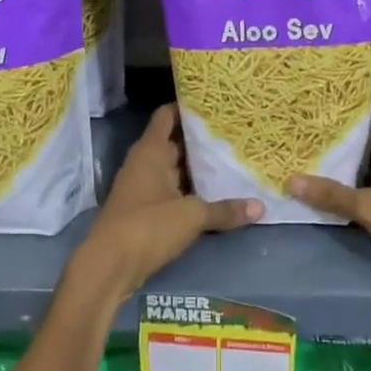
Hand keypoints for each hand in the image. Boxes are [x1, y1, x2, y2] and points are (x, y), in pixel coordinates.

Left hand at [69, 105, 260, 302]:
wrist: (109, 266)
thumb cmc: (148, 226)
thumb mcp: (192, 216)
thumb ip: (225, 210)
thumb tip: (261, 206)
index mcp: (151, 150)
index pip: (168, 115)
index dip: (188, 107)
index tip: (215, 104)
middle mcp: (145, 162)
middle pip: (175, 142)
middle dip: (201, 140)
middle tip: (236, 134)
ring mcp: (143, 187)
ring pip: (175, 168)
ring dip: (198, 167)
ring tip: (232, 160)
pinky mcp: (145, 210)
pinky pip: (172, 191)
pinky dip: (191, 190)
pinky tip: (215, 194)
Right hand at [289, 90, 370, 281]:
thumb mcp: (369, 207)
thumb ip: (331, 194)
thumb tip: (291, 180)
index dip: (366, 89)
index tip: (338, 85)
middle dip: (350, 122)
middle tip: (315, 117)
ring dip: (356, 149)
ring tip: (320, 145)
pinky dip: (364, 171)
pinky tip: (342, 180)